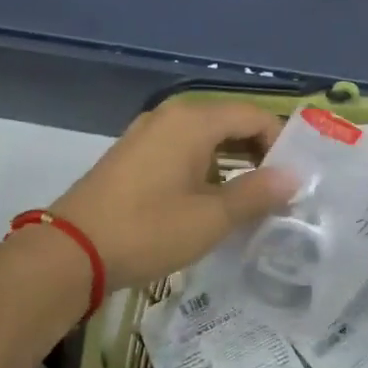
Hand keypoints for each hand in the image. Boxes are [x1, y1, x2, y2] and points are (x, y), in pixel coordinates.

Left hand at [49, 101, 295, 290]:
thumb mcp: (212, 217)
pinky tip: (213, 201)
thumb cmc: (149, 229)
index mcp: (193, 121)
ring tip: (252, 201)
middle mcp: (171, 117)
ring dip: (233, 164)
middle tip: (280, 191)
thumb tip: (295, 177)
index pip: (254, 116)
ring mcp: (148, 135)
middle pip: (230, 123)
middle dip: (259, 154)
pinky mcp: (133, 156)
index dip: (280, 143)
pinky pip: (182, 151)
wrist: (72, 251)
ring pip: (206, 139)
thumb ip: (258, 193)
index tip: (294, 180)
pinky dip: (206, 169)